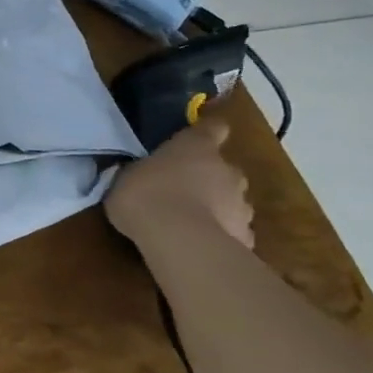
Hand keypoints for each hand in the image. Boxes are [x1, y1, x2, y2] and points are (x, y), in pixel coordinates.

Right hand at [106, 116, 253, 250]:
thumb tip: (140, 175)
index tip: (205, 136)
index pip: (213, 128)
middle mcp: (226, 170)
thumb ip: (141, 173)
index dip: (210, 131)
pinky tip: (201, 245)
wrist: (179, 239)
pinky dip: (222, 234)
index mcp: (196, 147)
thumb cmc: (145, 195)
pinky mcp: (246, 236)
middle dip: (211, 178)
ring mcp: (242, 204)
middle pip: (225, 169)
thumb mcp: (127, 178)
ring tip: (192, 222)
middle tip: (185, 190)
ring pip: (233, 201)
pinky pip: (234, 230)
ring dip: (218, 207)